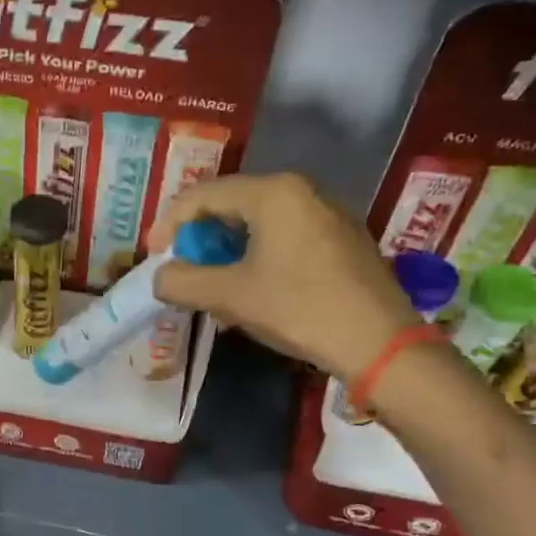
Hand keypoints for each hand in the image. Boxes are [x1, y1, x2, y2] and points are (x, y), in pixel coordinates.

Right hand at [150, 172, 418, 381]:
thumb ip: (182, 282)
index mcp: (274, 192)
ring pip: (258, 224)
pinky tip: (251, 292)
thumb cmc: (299, 309)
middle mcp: (302, 191)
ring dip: (226, 254)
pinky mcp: (342, 239)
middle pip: (231, 206)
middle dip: (200, 241)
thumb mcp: (229, 296)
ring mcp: (327, 214)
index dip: (169, 226)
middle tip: (183, 274)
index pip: (202, 196)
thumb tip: (160, 277)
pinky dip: (256, 258)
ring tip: (213, 289)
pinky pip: (284, 237)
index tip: (154, 260)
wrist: (380, 345)